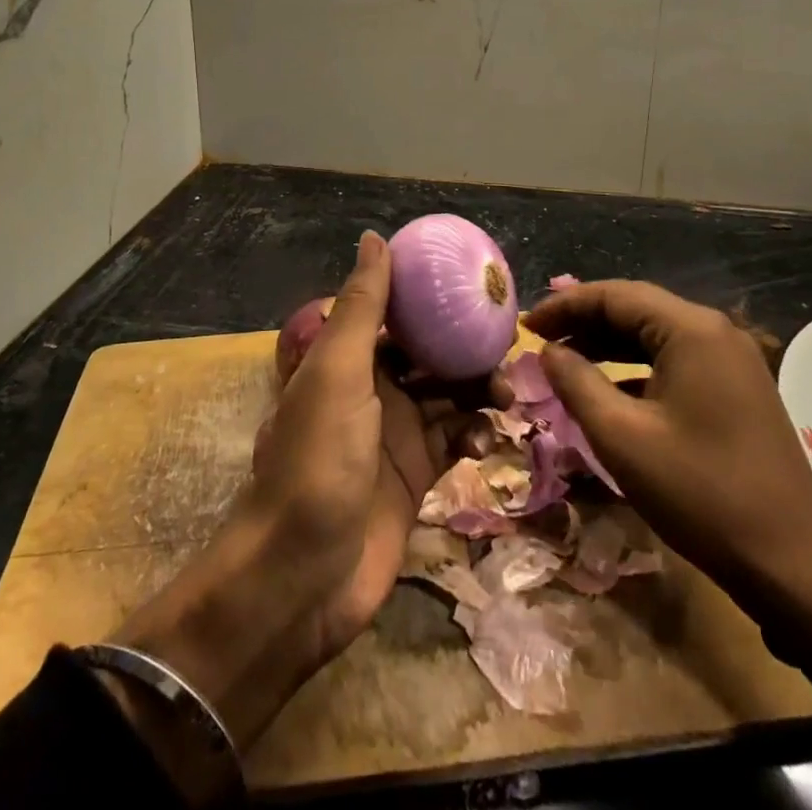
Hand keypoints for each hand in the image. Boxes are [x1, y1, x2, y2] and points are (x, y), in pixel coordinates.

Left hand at [105, 232, 455, 794]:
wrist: (301, 576)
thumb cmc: (317, 460)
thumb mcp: (337, 371)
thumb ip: (361, 306)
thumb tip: (374, 236)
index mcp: (350, 359)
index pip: (399, 315)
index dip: (435, 298)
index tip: (479, 289)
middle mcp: (374, 390)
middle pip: (431, 355)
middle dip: (467, 347)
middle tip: (510, 346)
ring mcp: (396, 436)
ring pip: (448, 397)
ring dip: (477, 391)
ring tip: (505, 395)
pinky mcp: (416, 480)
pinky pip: (454, 443)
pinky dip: (474, 436)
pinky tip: (487, 443)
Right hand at [526, 280, 811, 723]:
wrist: (795, 566)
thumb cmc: (701, 494)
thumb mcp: (622, 437)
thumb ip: (576, 383)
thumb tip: (548, 350)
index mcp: (692, 330)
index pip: (614, 295)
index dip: (565, 305)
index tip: (526, 325)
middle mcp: (716, 331)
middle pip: (637, 308)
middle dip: (585, 320)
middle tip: (541, 340)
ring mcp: (733, 360)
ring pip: (656, 334)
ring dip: (609, 343)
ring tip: (566, 359)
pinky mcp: (739, 389)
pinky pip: (677, 360)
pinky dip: (638, 366)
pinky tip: (612, 389)